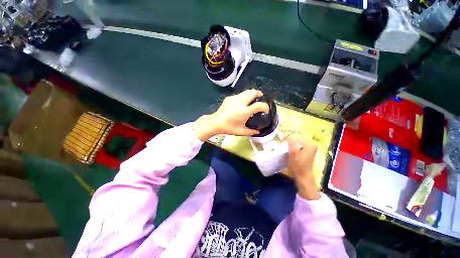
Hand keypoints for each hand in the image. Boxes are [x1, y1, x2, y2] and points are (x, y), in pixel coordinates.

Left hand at [194, 89, 269, 140]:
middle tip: (260, 98)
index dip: (265, 106)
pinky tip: (242, 102)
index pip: (259, 105)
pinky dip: (244, 96)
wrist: (216, 122)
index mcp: (244, 111)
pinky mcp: (229, 98)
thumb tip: (258, 131)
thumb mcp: (241, 131)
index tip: (266, 110)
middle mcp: (240, 102)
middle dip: (259, 94)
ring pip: (246, 91)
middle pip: (253, 92)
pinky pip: (240, 94)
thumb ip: (252, 131)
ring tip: (253, 99)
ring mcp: (234, 98)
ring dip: (252, 94)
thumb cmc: (229, 128)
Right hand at [286, 134, 319, 199]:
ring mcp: (310, 148)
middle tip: (283, 146)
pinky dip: (293, 147)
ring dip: (291, 144)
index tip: (282, 144)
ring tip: (286, 148)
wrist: (303, 176)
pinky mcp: (307, 151)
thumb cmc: (298, 166)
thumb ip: (291, 143)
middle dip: (289, 141)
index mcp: (309, 144)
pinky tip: (290, 151)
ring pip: (297, 142)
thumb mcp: (293, 154)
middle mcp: (311, 144)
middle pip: (297, 139)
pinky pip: (298, 146)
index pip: (296, 137)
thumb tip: (288, 137)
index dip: (287, 139)